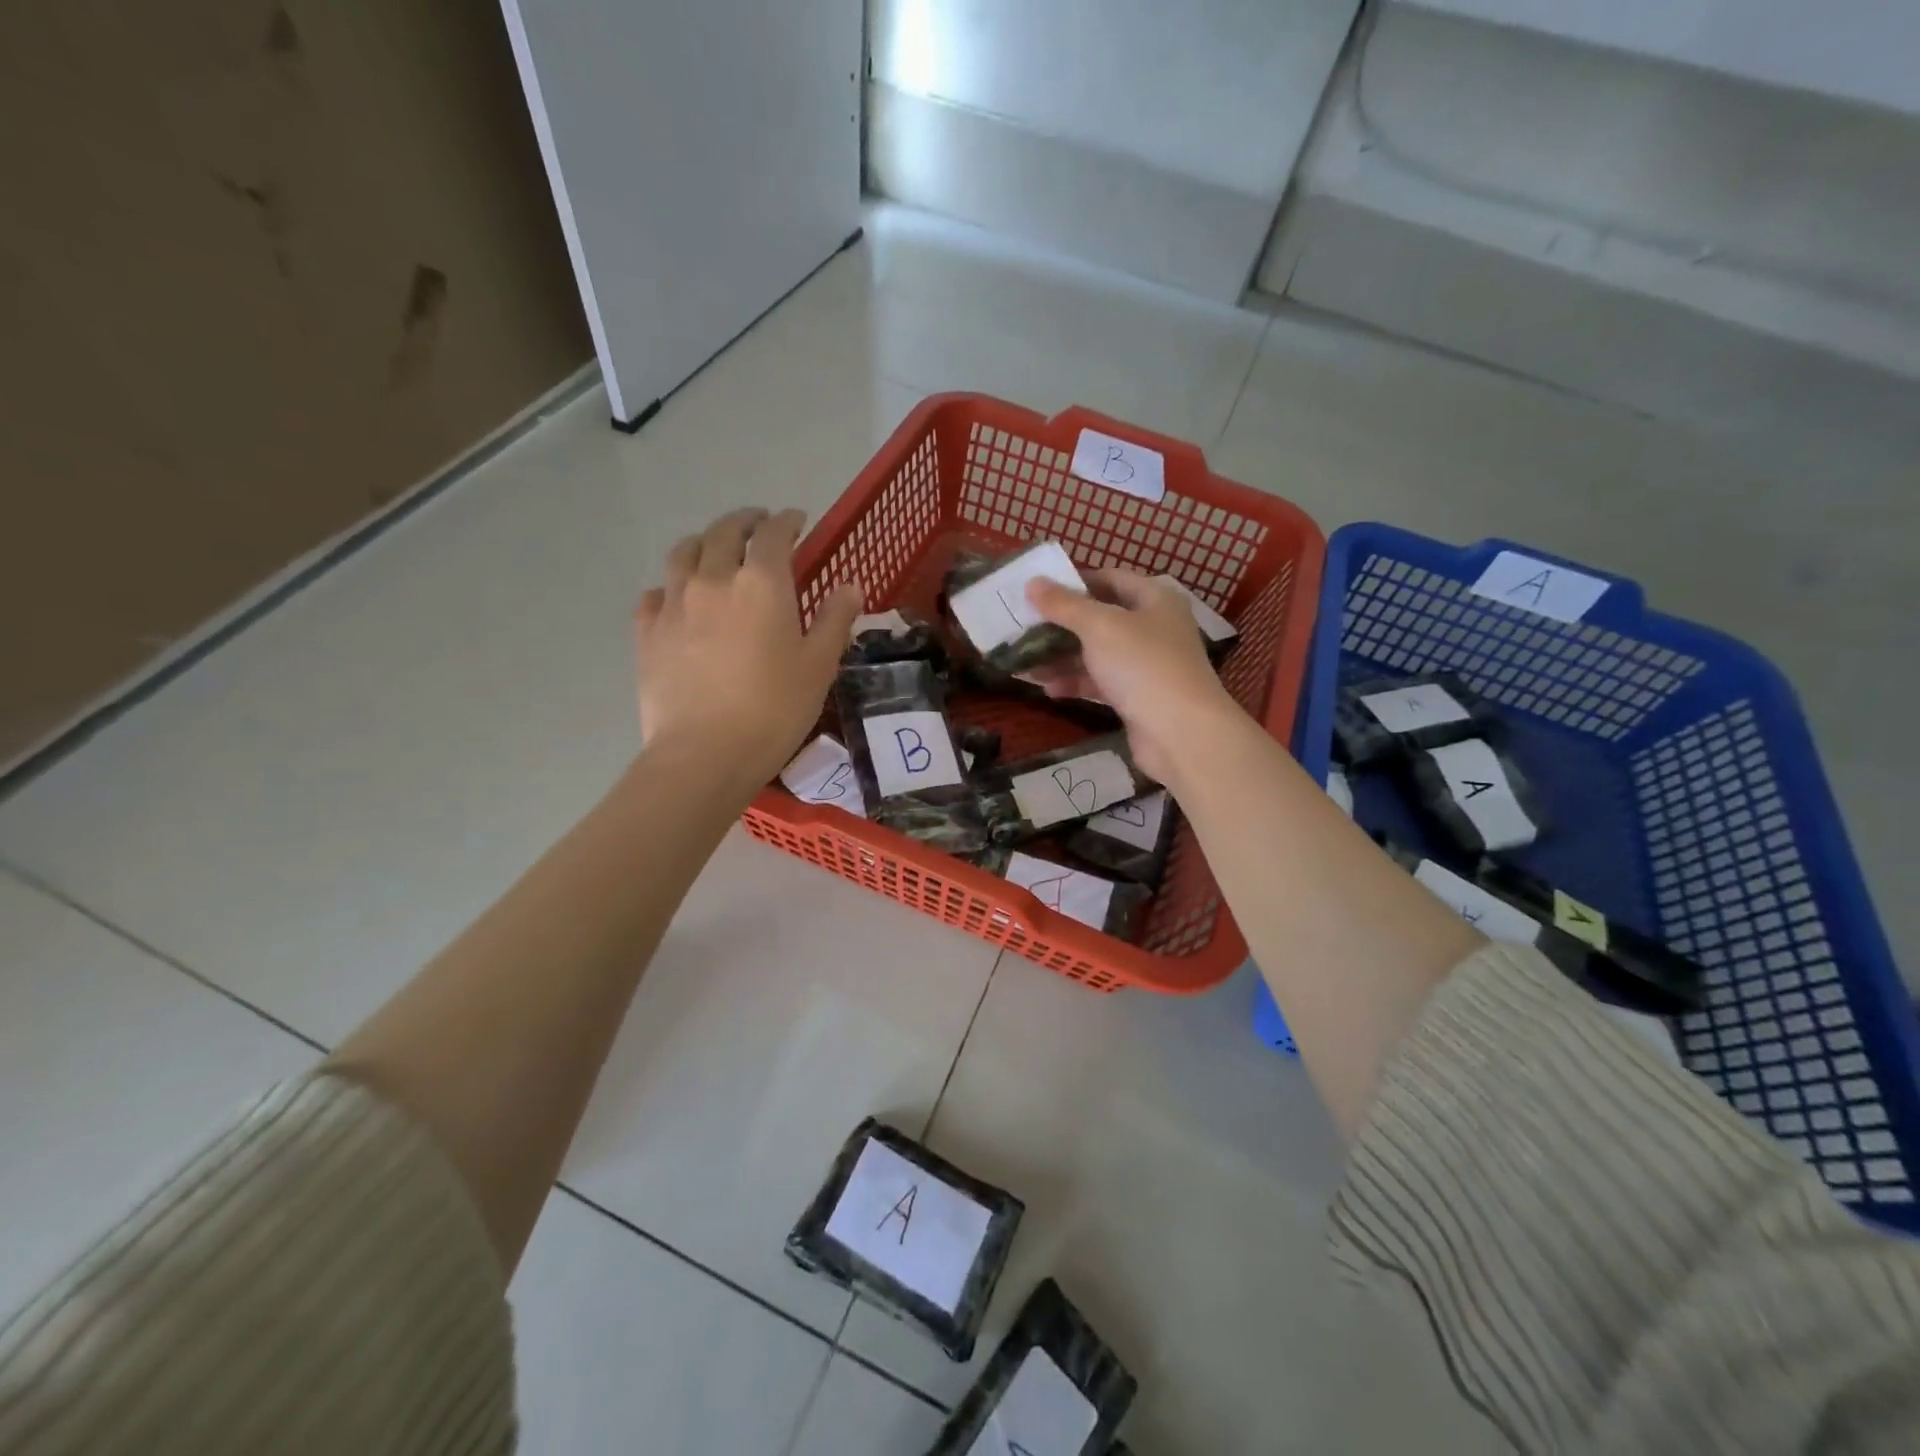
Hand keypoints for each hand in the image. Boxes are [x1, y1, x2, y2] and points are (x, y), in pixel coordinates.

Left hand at [634, 508, 860, 787]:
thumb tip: (851, 586)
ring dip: (704, 542)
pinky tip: (677, 597)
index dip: (787, 521)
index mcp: (762, 583)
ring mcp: (674, 603)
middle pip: (724, 532)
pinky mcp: (647, 632)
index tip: (796, 519)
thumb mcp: (819, 666)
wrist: (705, 753)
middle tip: (758, 524)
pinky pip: (655, 592)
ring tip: (715, 548)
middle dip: (745, 521)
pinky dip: (670, 585)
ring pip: (684, 552)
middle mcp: (714, 579)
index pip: (774, 535)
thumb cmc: (774, 710)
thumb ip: (836, 620)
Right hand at [1024, 569, 1243, 786]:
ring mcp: (1146, 664)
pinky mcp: (1137, 697)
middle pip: (1100, 618)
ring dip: (1062, 657)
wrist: (1181, 733)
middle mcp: (1154, 627)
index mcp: (1154, 599)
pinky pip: (1100, 682)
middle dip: (1061, 625)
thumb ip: (1064, 605)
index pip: (1110, 578)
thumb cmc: (1142, 665)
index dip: (1075, 581)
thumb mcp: (1099, 626)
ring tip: (1024, 662)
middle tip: (1023, 628)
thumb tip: (1032, 583)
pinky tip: (1047, 689)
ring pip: (1096, 653)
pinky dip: (1075, 682)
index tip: (1038, 590)